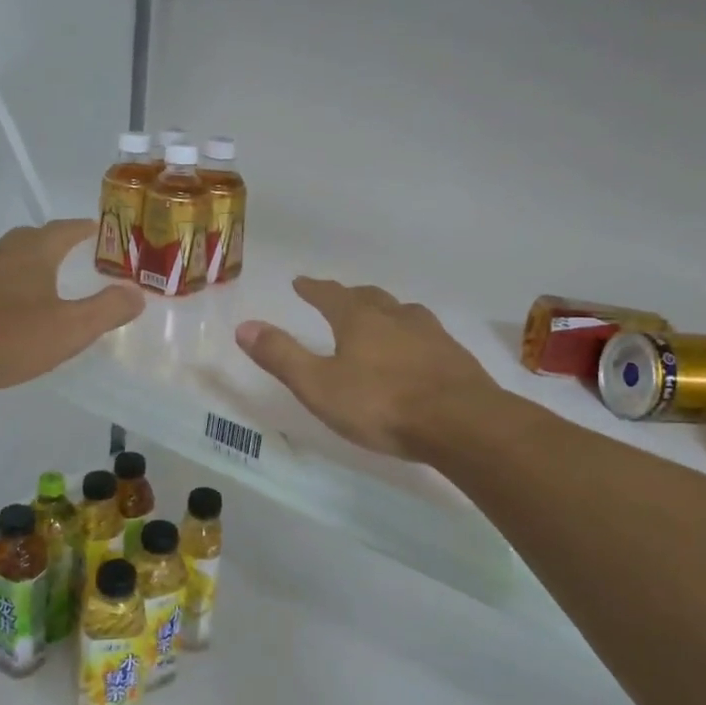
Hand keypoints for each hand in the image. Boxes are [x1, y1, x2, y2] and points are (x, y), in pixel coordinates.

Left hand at [0, 220, 143, 394]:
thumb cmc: (3, 336)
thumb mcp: (68, 329)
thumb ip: (106, 310)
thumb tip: (137, 293)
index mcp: (33, 252)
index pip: (66, 230)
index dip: (85, 229)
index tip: (100, 230)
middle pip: (33, 239)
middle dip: (55, 246)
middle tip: (74, 259)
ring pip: (4, 260)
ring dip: (25, 267)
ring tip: (40, 286)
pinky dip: (1, 289)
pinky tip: (2, 312)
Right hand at [235, 278, 497, 460]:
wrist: (461, 423)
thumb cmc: (381, 405)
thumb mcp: (319, 385)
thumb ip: (282, 356)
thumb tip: (244, 326)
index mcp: (359, 320)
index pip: (329, 295)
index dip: (312, 288)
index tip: (300, 281)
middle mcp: (396, 317)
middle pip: (369, 297)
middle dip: (349, 295)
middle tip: (338, 296)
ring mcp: (431, 334)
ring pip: (402, 312)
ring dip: (385, 311)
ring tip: (380, 317)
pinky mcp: (454, 357)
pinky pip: (427, 335)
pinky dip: (412, 335)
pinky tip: (416, 351)